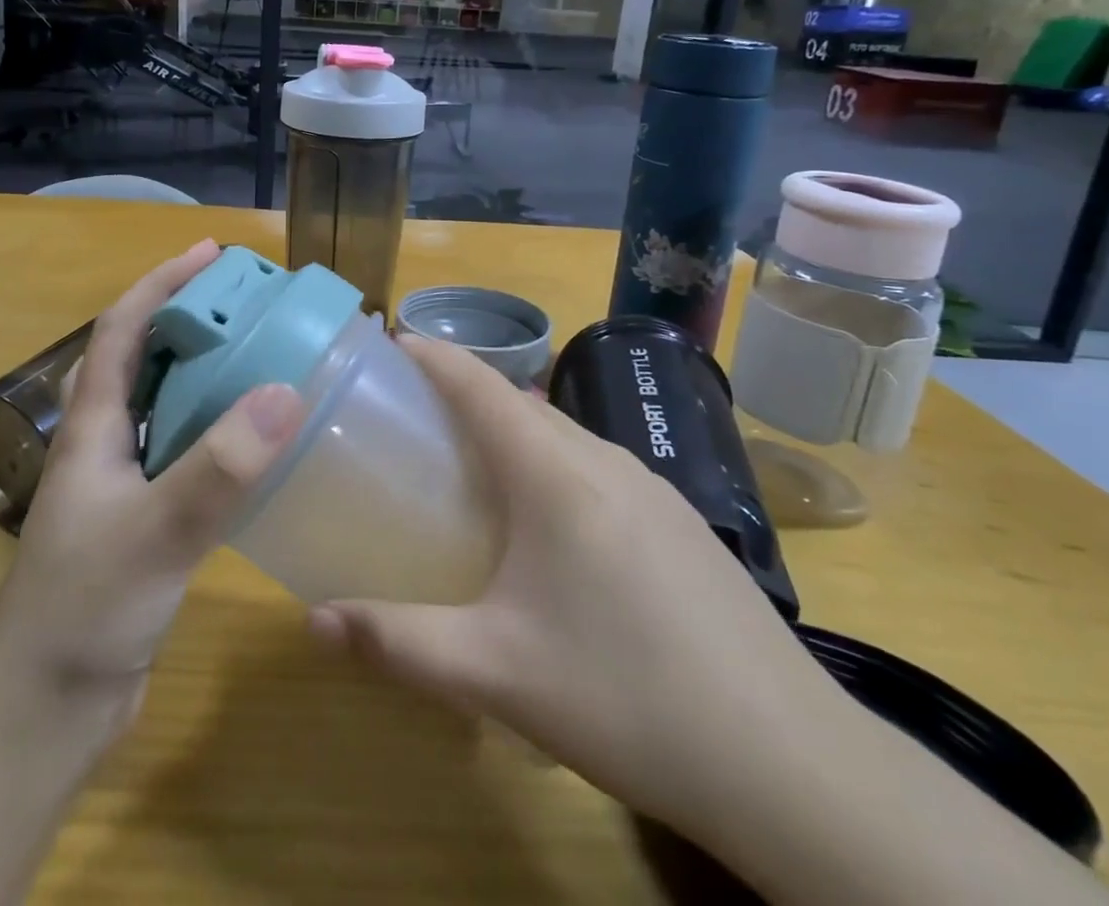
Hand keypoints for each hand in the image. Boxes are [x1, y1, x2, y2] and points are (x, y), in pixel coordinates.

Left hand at [0, 239, 306, 736]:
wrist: (44, 711)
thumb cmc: (83, 609)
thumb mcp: (155, 532)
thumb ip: (218, 468)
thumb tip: (285, 392)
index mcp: (92, 426)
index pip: (122, 329)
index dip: (162, 283)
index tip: (211, 254)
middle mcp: (106, 443)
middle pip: (148, 359)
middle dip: (194, 320)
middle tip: (255, 304)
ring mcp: (124, 484)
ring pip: (170, 407)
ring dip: (210, 374)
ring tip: (267, 356)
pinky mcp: (147, 521)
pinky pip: (188, 454)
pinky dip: (221, 432)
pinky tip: (260, 441)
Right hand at [306, 335, 842, 834]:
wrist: (792, 763)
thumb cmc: (626, 697)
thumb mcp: (494, 673)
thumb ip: (397, 643)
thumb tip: (316, 622)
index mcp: (555, 473)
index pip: (481, 384)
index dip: (433, 355)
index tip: (390, 344)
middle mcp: (604, 459)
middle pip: (520, 401)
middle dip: (463, 393)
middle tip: (412, 416)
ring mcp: (652, 487)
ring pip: (563, 433)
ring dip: (512, 430)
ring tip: (470, 465)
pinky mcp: (680, 521)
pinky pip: (596, 465)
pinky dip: (552, 463)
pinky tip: (549, 525)